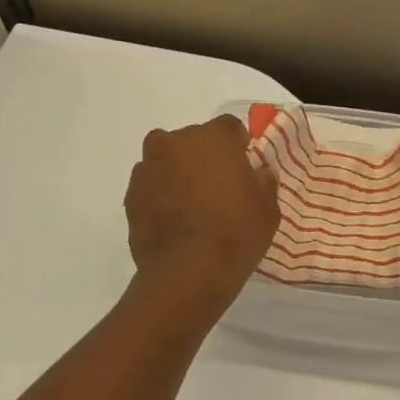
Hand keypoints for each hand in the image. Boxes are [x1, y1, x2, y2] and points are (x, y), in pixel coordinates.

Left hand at [125, 115, 279, 315]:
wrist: (187, 272)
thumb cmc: (236, 233)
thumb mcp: (268, 209)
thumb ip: (264, 183)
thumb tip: (259, 172)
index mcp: (212, 138)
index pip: (229, 127)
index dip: (238, 146)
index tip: (244, 167)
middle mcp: (175, 143)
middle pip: (192, 141)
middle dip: (204, 157)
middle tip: (218, 187)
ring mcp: (147, 168)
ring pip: (166, 161)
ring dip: (178, 173)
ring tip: (192, 206)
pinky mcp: (130, 195)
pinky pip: (151, 186)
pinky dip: (160, 195)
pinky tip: (174, 221)